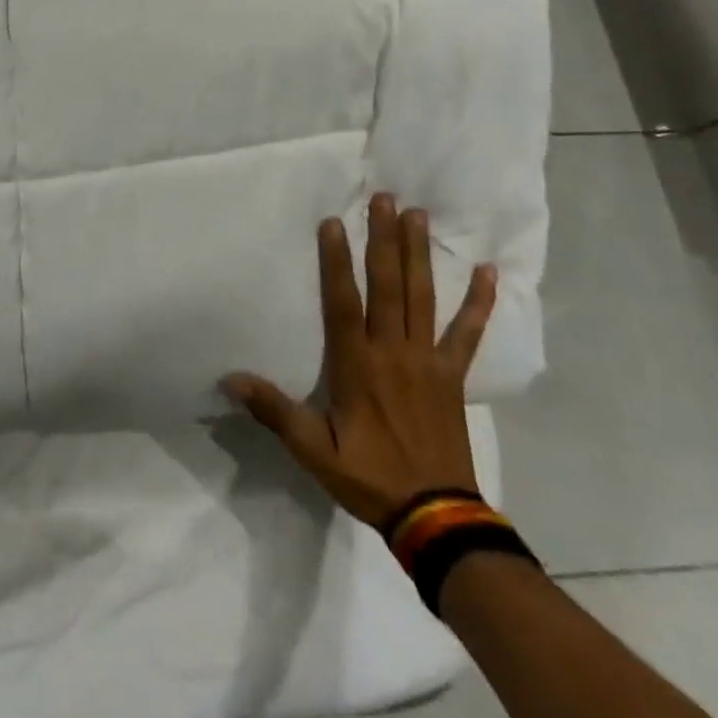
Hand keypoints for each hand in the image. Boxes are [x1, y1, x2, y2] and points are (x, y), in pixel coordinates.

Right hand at [222, 195, 496, 531]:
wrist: (437, 519)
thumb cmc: (369, 477)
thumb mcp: (314, 450)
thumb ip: (275, 411)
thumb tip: (229, 379)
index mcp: (357, 365)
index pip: (344, 302)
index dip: (337, 261)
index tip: (334, 222)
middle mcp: (393, 352)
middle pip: (388, 286)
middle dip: (384, 240)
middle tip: (385, 198)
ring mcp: (427, 361)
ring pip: (422, 297)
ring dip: (420, 255)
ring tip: (418, 216)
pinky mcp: (452, 375)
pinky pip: (467, 333)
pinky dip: (479, 303)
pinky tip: (488, 272)